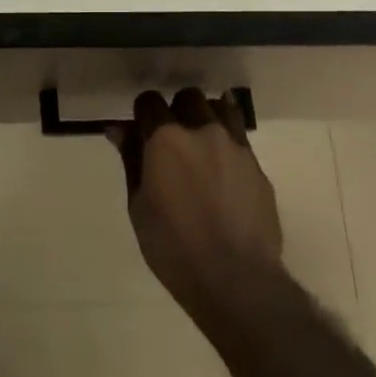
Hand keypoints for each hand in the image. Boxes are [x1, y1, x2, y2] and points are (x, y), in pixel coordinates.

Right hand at [108, 88, 282, 324]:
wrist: (236, 278)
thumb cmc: (174, 248)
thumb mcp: (139, 207)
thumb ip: (131, 161)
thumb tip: (118, 130)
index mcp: (166, 139)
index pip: (149, 101)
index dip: (143, 113)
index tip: (141, 132)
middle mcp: (202, 130)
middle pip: (188, 98)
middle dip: (177, 110)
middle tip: (172, 140)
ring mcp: (234, 145)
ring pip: (219, 108)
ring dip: (206, 118)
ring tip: (201, 146)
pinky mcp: (256, 164)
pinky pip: (239, 137)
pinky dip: (227, 142)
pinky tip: (223, 169)